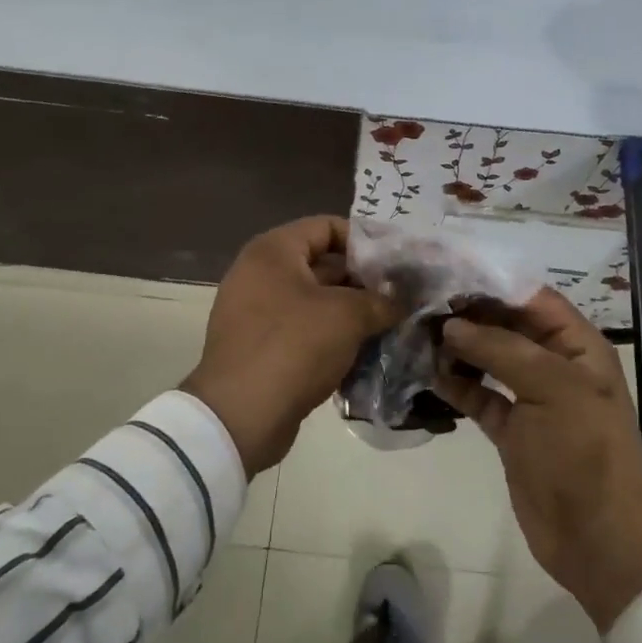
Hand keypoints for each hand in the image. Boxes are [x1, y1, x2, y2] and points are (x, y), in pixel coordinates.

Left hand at [185, 217, 400, 476]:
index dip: (365, 239)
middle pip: (321, 263)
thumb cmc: (294, 347)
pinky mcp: (259, 346)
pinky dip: (330, 337)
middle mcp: (259, 273)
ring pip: (314, 301)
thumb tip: (401, 301)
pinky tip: (364, 352)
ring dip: (350, 312)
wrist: (240, 416)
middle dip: (362, 280)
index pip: (326, 226)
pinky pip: (302, 330)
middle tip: (401, 296)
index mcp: (273, 251)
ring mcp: (255, 311)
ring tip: (390, 324)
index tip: (397, 260)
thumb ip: (380, 301)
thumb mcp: (347, 316)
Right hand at [437, 289, 641, 632]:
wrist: (600, 539)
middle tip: (419, 302)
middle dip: (467, 314)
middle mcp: (553, 364)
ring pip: (488, 358)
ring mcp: (530, 398)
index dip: (491, 283)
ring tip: (416, 333)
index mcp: (576, 345)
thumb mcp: (552, 388)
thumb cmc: (584, 451)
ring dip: (457, 347)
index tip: (445, 272)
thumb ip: (501, 349)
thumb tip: (451, 326)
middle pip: (505, 325)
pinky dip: (456, 383)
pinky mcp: (510, 430)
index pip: (530, 298)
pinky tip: (426, 372)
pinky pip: (479, 395)